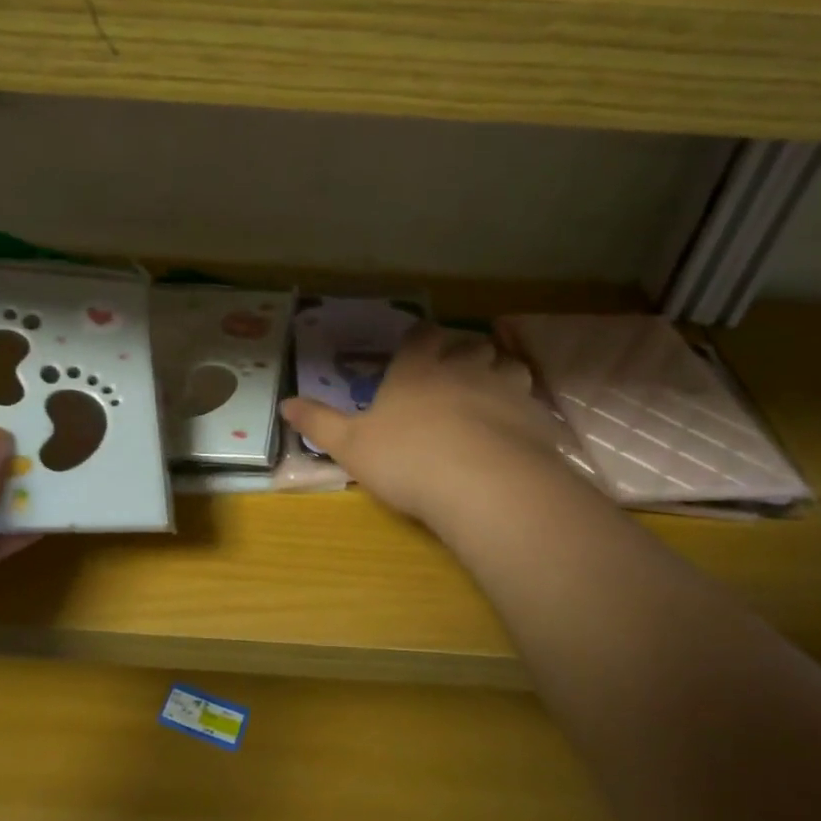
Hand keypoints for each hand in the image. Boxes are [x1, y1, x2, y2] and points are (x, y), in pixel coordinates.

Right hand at [281, 322, 565, 527]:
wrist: (482, 485)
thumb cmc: (406, 458)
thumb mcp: (349, 445)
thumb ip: (318, 422)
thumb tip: (284, 403)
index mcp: (417, 369)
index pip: (422, 334)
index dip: (421, 338)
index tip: (417, 347)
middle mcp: (463, 368)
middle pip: (471, 344)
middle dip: (465, 353)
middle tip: (454, 375)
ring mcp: (504, 389)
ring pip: (509, 366)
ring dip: (499, 375)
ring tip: (490, 397)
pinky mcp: (536, 418)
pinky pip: (532, 403)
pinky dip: (523, 410)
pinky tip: (515, 432)